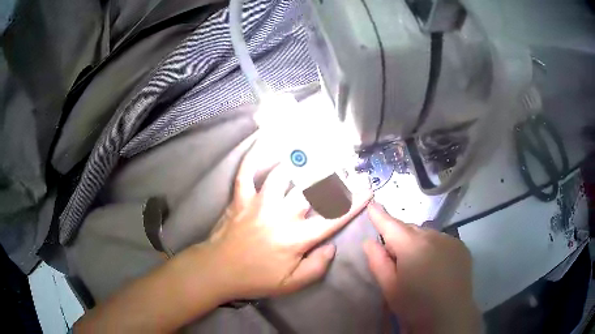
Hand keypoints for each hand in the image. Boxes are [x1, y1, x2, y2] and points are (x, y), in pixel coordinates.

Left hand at [205, 142, 371, 300]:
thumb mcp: (291, 284)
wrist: (218, 271)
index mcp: (296, 239)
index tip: (367, 187)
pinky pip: (245, 173)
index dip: (353, 203)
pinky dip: (252, 157)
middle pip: (311, 189)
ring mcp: (259, 204)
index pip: (332, 218)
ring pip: (281, 174)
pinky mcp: (240, 199)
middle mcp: (280, 216)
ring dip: (298, 162)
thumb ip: (316, 268)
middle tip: (342, 164)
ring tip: (311, 151)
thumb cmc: (255, 279)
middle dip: (331, 174)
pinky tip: (261, 143)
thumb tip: (332, 247)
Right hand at [363, 203, 480, 333]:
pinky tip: (435, 265)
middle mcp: (433, 236)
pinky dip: (433, 247)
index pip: (391, 224)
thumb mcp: (390, 288)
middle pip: (409, 229)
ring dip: (417, 242)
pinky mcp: (461, 247)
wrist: (450, 315)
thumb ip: (377, 262)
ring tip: (418, 265)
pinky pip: (441, 240)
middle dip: (399, 237)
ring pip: (426, 234)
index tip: (371, 204)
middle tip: (395, 257)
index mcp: (412, 246)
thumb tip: (369, 241)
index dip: (379, 215)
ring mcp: (450, 240)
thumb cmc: (415, 305)